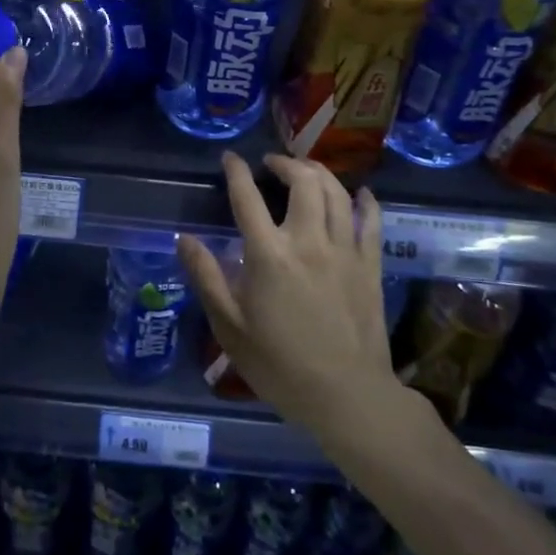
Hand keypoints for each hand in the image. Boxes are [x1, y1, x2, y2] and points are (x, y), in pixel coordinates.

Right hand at [179, 153, 405, 445]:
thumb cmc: (280, 365)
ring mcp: (344, 250)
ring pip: (337, 193)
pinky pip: (371, 222)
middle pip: (302, 181)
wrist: (347, 396)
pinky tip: (361, 194)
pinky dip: (365, 202)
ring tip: (305, 171)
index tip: (230, 158)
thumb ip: (206, 277)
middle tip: (272, 163)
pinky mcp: (370, 266)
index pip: (247, 198)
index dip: (236, 172)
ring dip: (319, 173)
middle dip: (285, 163)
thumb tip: (184, 239)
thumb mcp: (230, 327)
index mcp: (269, 254)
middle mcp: (308, 241)